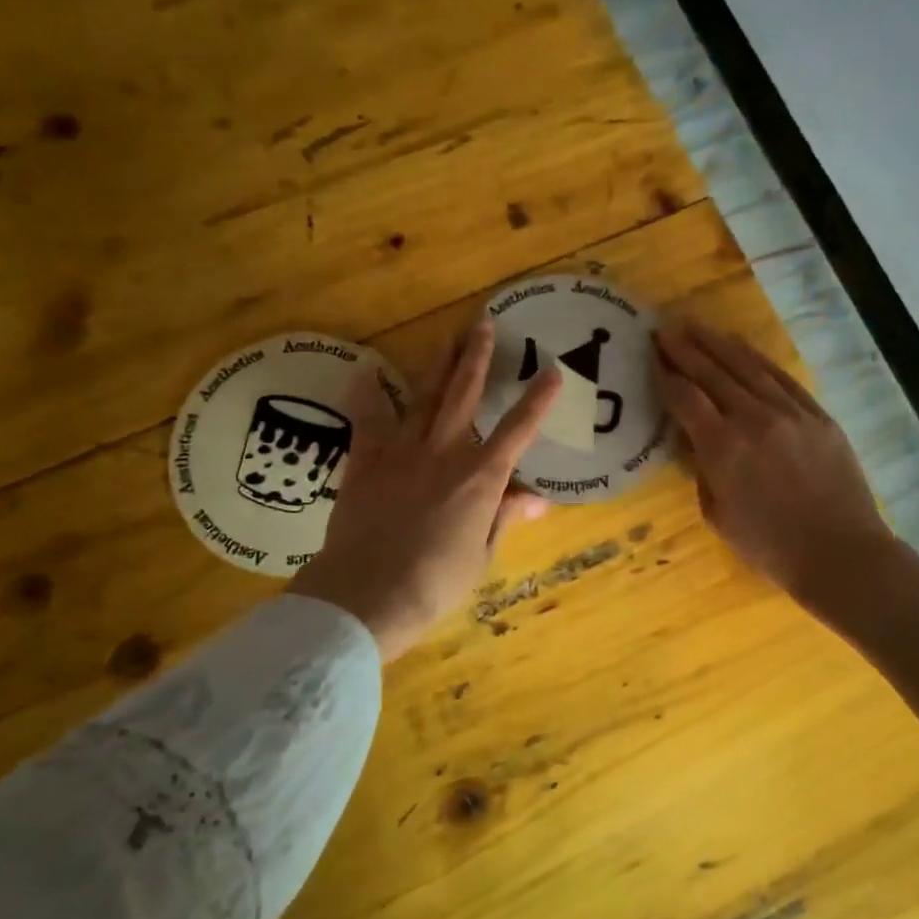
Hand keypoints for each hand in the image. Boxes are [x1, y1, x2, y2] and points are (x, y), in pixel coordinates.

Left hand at [290, 320, 561, 659]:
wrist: (366, 594)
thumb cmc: (434, 584)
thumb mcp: (481, 555)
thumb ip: (505, 518)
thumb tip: (537, 498)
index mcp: (480, 478)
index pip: (518, 430)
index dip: (538, 400)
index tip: (553, 371)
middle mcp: (444, 452)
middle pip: (465, 394)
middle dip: (477, 357)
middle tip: (484, 324)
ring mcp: (402, 451)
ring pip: (424, 397)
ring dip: (438, 364)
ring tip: (449, 336)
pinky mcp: (366, 461)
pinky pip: (367, 420)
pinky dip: (367, 396)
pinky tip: (365, 372)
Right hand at [655, 320, 893, 612]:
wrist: (839, 553)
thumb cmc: (770, 547)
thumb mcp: (718, 516)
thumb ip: (703, 471)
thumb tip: (699, 443)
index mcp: (723, 448)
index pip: (685, 399)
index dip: (666, 376)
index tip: (652, 358)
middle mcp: (753, 419)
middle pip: (712, 373)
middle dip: (685, 349)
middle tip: (664, 330)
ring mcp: (789, 413)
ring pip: (747, 367)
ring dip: (717, 344)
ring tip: (696, 327)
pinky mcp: (817, 415)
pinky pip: (781, 378)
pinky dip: (757, 360)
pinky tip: (741, 348)